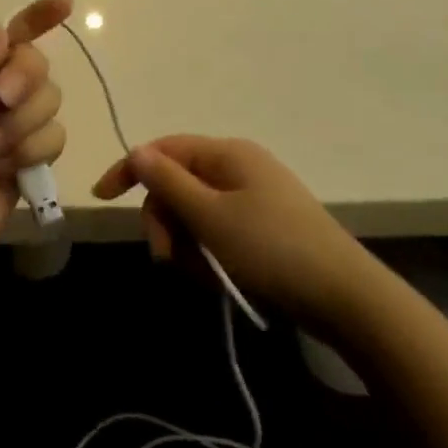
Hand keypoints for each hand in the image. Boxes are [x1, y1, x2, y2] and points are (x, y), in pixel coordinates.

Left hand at [0, 0, 72, 292]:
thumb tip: (4, 30)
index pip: (3, 40)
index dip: (35, 19)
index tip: (65, 4)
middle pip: (34, 67)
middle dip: (25, 78)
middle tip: (0, 100)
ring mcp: (7, 136)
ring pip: (49, 104)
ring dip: (22, 124)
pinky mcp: (24, 170)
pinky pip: (53, 141)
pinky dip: (31, 152)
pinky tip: (0, 172)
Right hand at [92, 136, 380, 324]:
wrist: (345, 297)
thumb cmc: (271, 249)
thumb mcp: (210, 216)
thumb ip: (167, 182)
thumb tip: (137, 151)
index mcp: (226, 154)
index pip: (163, 150)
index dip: (129, 170)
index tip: (102, 199)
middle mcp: (238, 168)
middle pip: (176, 185)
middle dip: (164, 221)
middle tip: (167, 258)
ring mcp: (253, 199)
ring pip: (194, 214)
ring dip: (186, 244)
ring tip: (202, 275)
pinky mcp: (263, 228)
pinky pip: (217, 233)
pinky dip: (209, 255)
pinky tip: (219, 279)